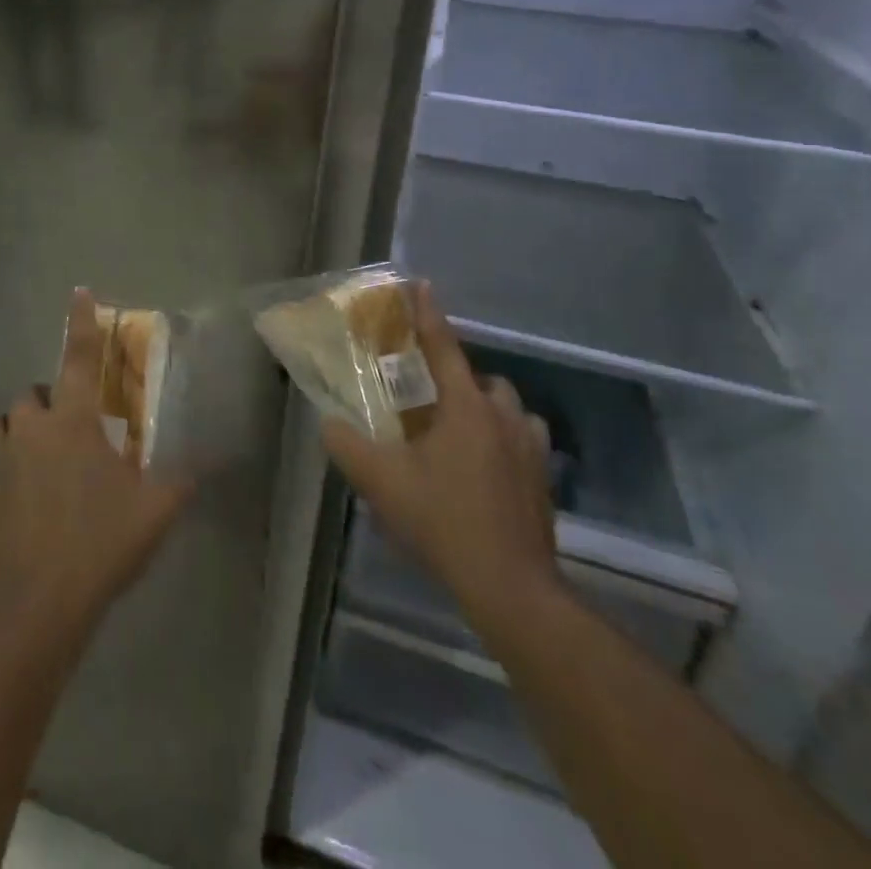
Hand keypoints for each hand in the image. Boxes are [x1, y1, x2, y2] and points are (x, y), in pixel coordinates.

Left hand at [0, 290, 193, 629]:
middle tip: (72, 434)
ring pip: (1, 425)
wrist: (36, 607)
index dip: (81, 322)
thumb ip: (180, 479)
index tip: (79, 292)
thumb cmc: (100, 546)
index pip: (78, 357)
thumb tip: (205, 462)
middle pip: (32, 395)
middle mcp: (27, 430)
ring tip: (37, 461)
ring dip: (18, 433)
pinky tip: (12, 501)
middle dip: (50, 404)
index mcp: (71, 422)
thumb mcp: (154, 511)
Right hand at [322, 281, 563, 648]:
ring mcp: (529, 446)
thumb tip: (328, 422)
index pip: (443, 347)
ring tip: (457, 432)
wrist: (511, 585)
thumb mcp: (381, 483)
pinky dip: (503, 437)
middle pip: (480, 378)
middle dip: (456, 377)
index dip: (428, 314)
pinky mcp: (543, 476)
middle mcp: (502, 415)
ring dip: (483, 407)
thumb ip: (347, 446)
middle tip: (428, 399)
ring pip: (505, 407)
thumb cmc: (444, 521)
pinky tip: (486, 464)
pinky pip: (522, 438)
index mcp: (465, 407)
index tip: (422, 284)